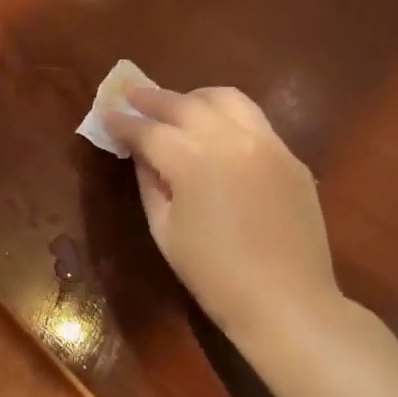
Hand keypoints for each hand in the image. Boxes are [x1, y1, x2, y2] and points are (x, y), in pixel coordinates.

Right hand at [103, 85, 339, 339]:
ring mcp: (267, 144)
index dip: (123, 122)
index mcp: (192, 160)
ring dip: (195, 97)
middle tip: (132, 95)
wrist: (286, 301)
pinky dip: (227, 117)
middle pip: (185, 104)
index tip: (105, 114)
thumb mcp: (164, 229)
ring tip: (177, 104)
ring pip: (227, 99)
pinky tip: (215, 132)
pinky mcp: (291, 157)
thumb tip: (141, 153)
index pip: (148, 130)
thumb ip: (149, 182)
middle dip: (153, 98)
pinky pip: (255, 122)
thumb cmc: (211, 273)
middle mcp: (231, 139)